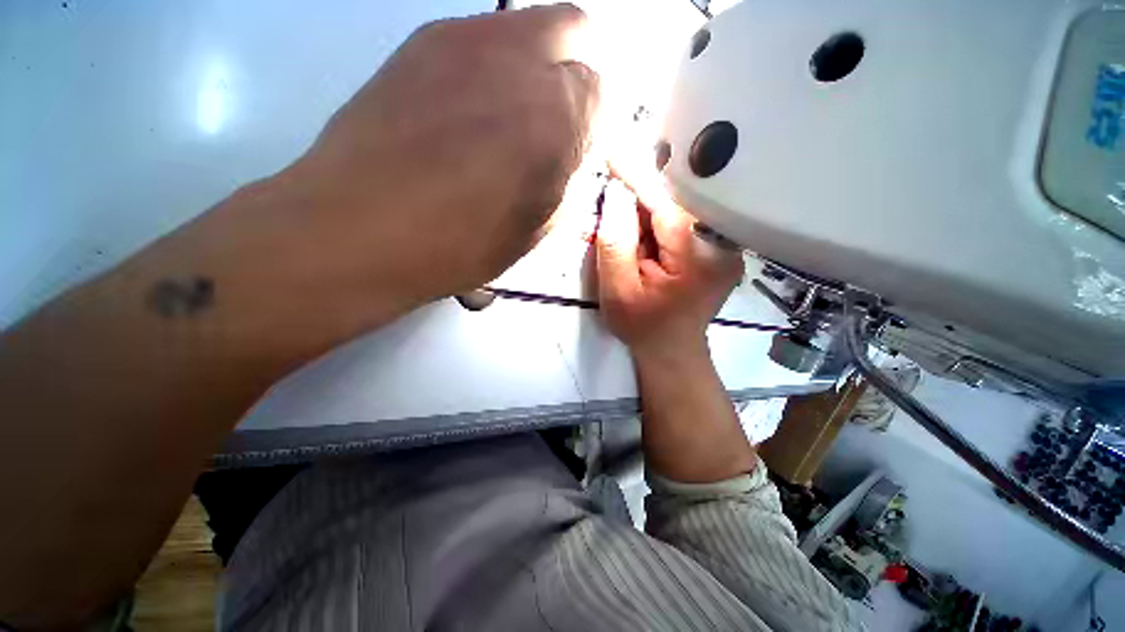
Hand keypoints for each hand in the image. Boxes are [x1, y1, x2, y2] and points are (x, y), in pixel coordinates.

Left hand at [271, 4, 599, 309]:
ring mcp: (464, 39)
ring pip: (527, 26)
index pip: (604, 95)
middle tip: (558, 122)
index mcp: (556, 118)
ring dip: (535, 66)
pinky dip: (494, 67)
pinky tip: (470, 111)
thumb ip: (567, 183)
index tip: (582, 152)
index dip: (597, 126)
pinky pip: (480, 37)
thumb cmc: (460, 245)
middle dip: (577, 74)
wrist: (359, 228)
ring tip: (511, 119)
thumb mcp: (536, 230)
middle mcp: (518, 59)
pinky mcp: (420, 41)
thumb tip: (573, 158)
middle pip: (575, 30)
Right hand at [595, 179, 743, 359]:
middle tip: (613, 212)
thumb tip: (615, 196)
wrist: (671, 350)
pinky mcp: (720, 249)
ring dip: (648, 215)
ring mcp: (725, 247)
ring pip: (679, 212)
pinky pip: (686, 222)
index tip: (613, 153)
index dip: (637, 179)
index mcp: (696, 259)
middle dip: (640, 203)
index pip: (665, 205)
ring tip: (632, 241)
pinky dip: (660, 224)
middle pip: (675, 205)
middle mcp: (721, 246)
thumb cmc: (641, 327)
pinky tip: (646, 242)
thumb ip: (614, 244)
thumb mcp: (617, 291)